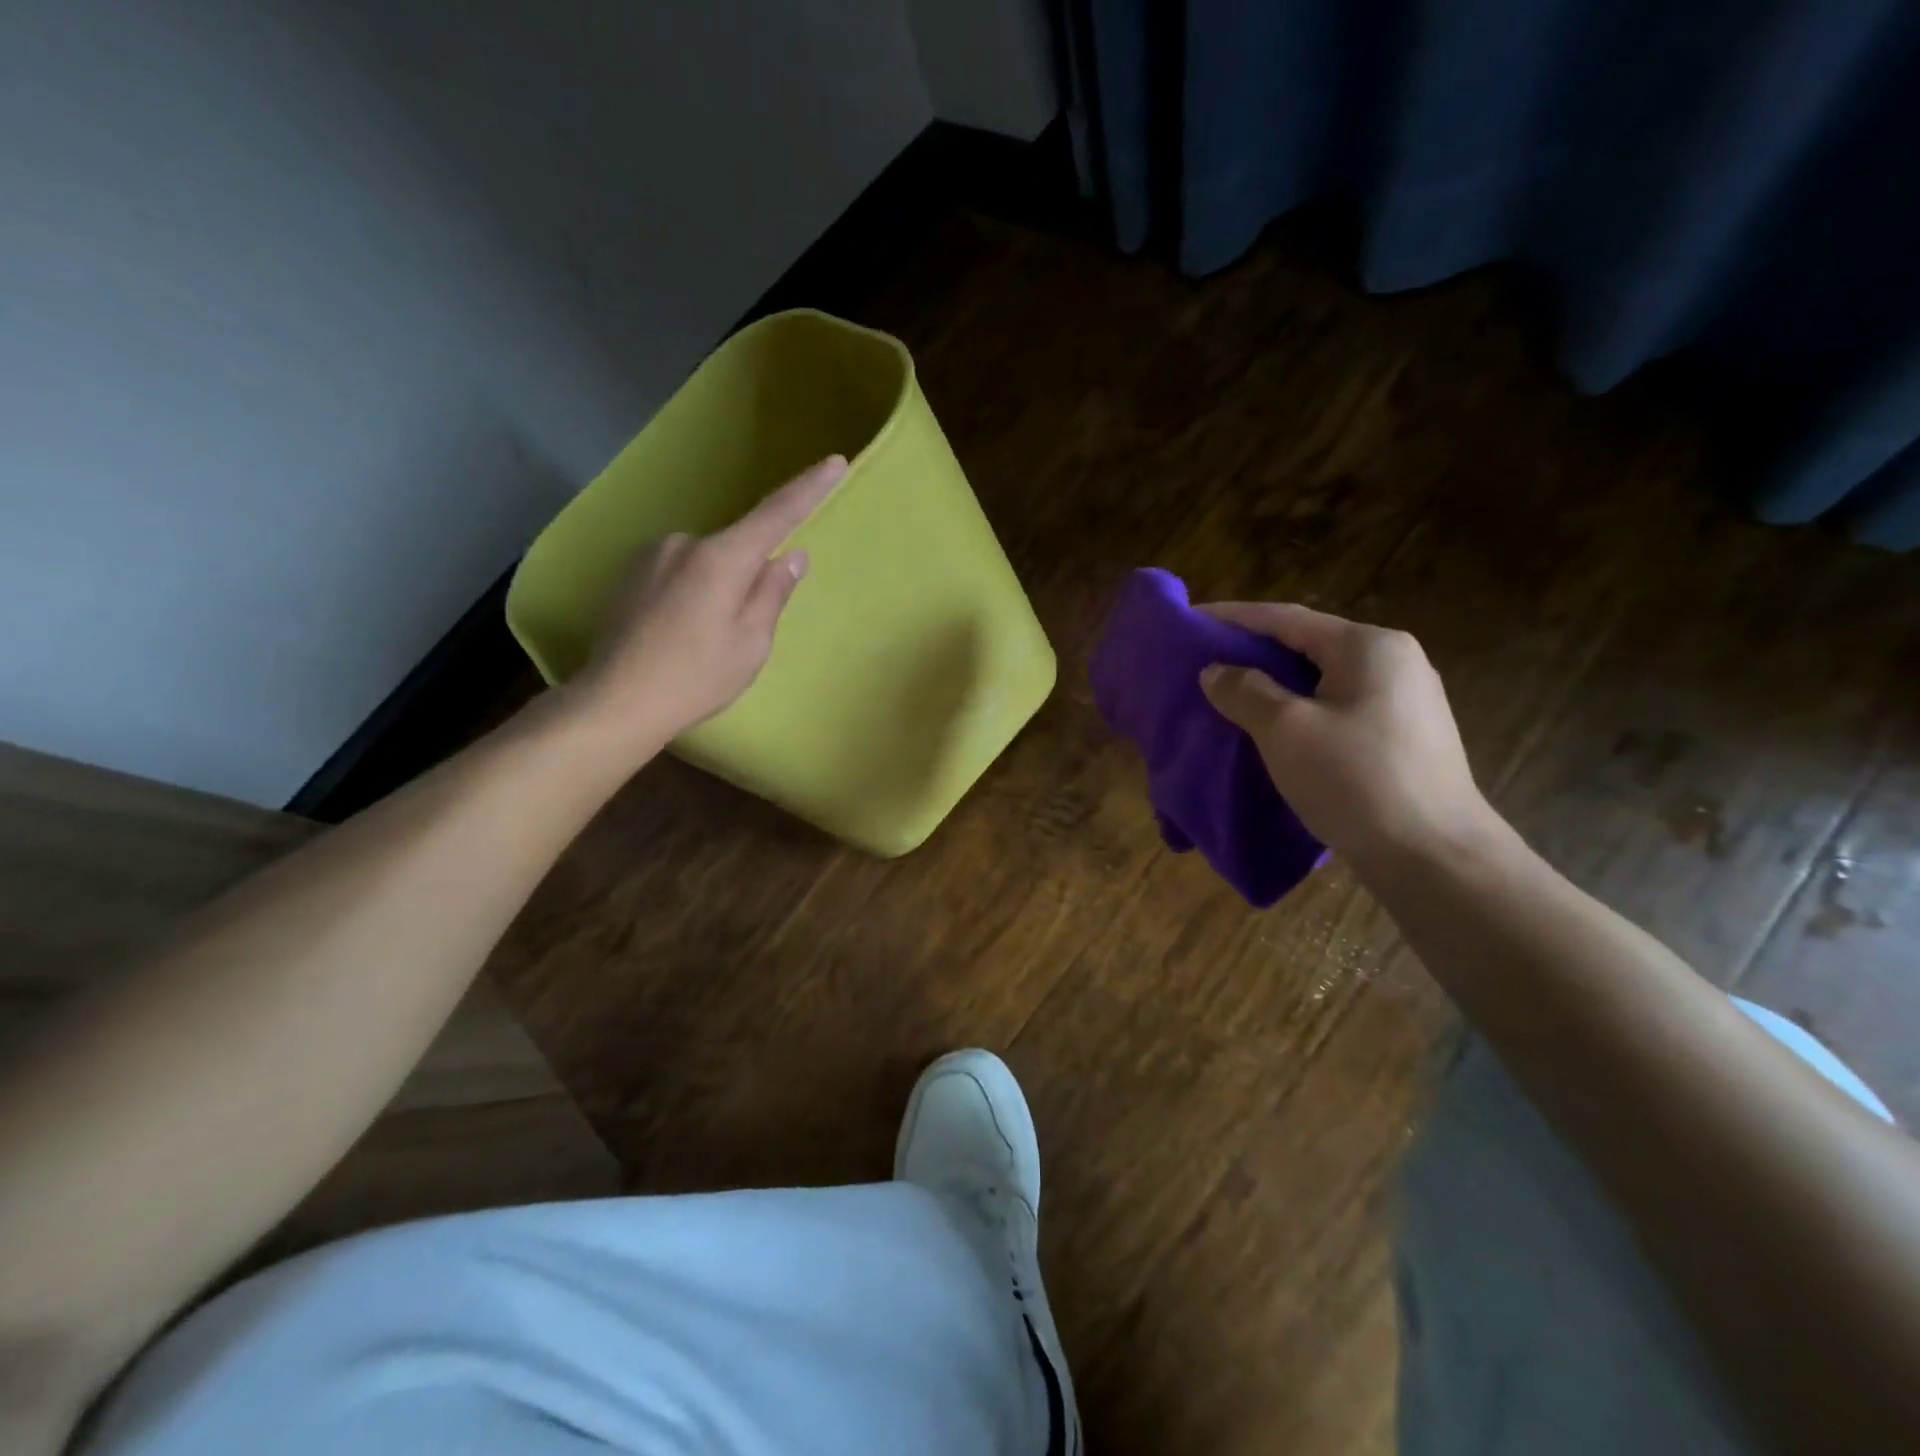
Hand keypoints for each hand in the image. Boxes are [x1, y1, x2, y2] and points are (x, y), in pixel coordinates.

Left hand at [565, 455, 846, 741]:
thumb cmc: (696, 677)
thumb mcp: (750, 644)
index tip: (834, 462)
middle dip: (749, 577)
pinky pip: (679, 572)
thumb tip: (790, 556)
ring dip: (716, 588)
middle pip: (737, 548)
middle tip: (739, 631)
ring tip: (701, 639)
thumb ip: (771, 594)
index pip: (776, 514)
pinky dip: (689, 593)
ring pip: (706, 562)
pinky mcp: (629, 572)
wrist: (615, 700)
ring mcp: (652, 554)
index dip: (809, 488)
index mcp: (721, 559)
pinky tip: (676, 632)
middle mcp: (685, 543)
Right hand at [1197, 602, 1495, 868]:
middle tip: (1205, 661)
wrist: (1434, 857)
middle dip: (1253, 652)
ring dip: (1275, 684)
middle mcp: (1393, 661)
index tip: (1189, 620)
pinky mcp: (1403, 737)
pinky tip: (1273, 729)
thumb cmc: (1355, 781)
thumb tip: (1216, 671)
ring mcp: (1405, 700)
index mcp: (1368, 647)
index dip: (1233, 618)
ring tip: (1230, 694)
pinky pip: (1338, 708)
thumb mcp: (1285, 731)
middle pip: (1307, 645)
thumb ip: (1245, 691)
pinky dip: (1299, 710)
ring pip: (1322, 679)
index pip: (1286, 618)